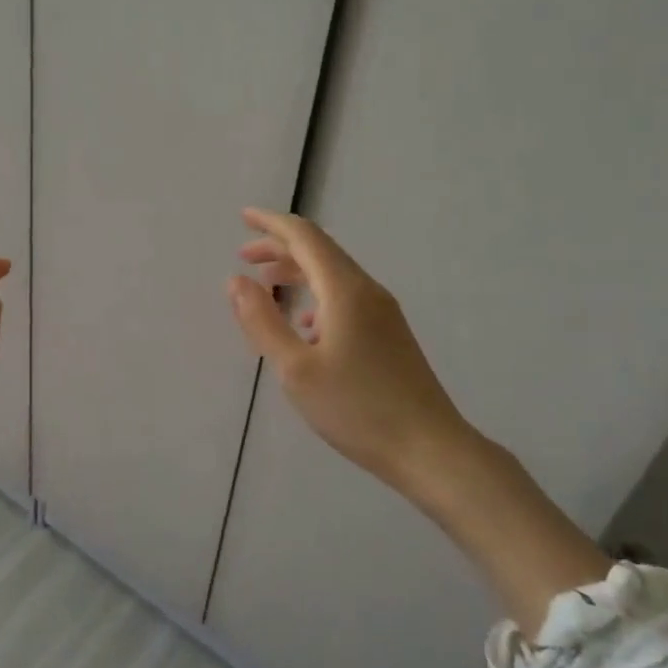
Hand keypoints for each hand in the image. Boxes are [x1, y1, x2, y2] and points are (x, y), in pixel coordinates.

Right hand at [227, 208, 478, 491]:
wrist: (431, 450)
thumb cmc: (357, 409)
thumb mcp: (296, 369)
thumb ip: (262, 321)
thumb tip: (236, 280)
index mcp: (345, 291)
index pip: (305, 237)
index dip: (272, 224)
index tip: (243, 217)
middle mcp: (367, 291)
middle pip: (320, 252)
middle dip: (280, 247)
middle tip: (244, 256)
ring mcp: (383, 313)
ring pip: (333, 275)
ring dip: (297, 272)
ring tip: (267, 286)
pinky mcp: (389, 334)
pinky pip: (345, 298)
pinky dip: (316, 296)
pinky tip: (304, 324)